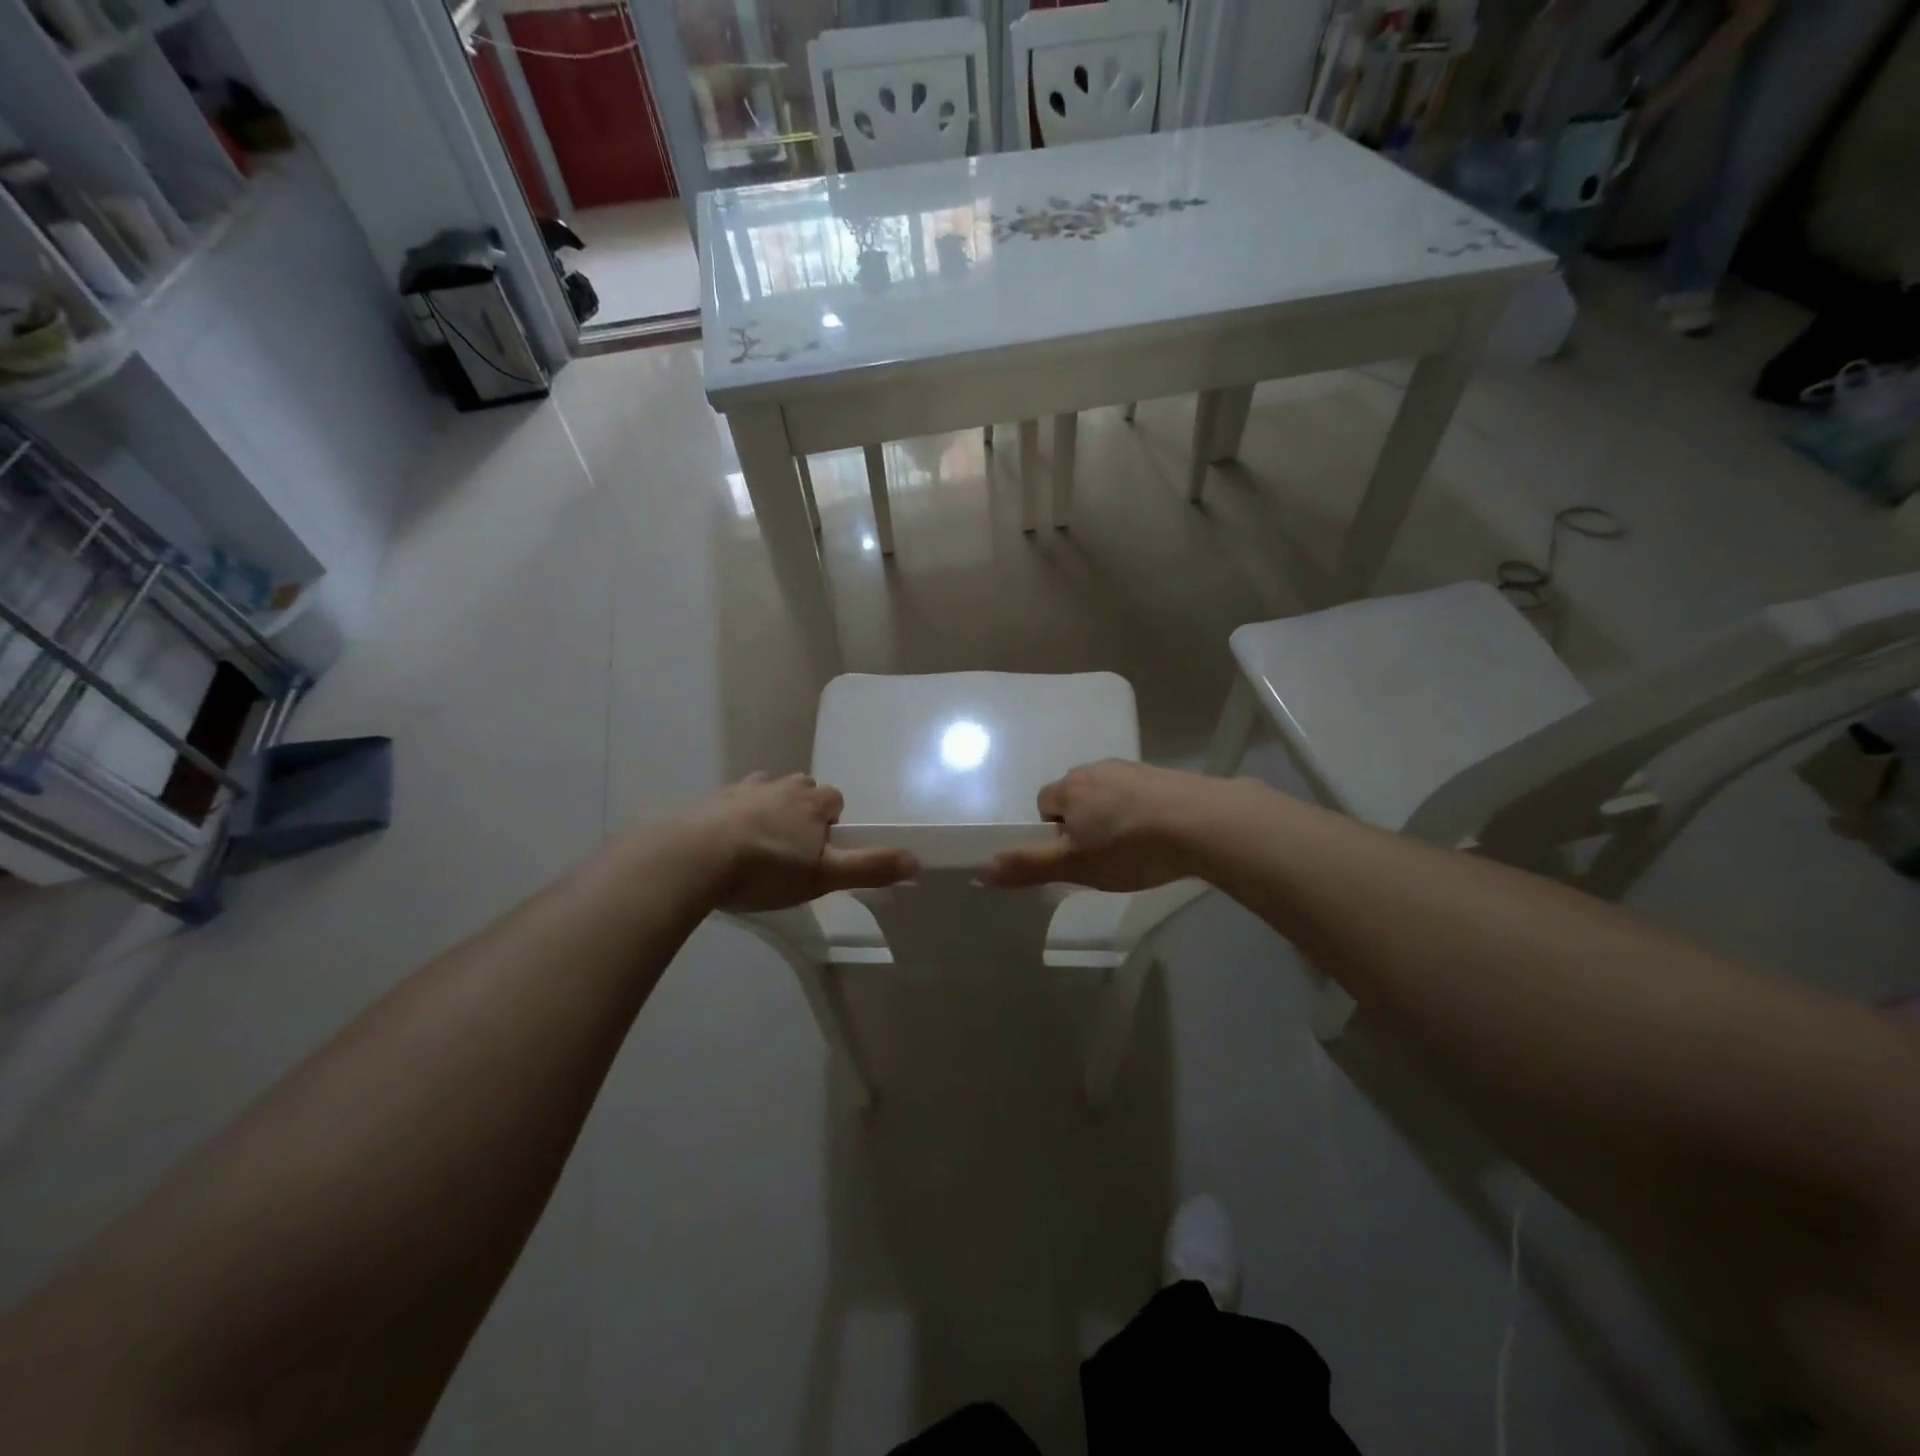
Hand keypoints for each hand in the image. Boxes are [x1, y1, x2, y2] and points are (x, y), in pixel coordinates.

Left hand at [682, 773, 916, 911]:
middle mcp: (780, 786)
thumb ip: (870, 867)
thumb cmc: (766, 868)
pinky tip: (724, 844)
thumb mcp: (824, 876)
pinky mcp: (709, 800)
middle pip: (801, 790)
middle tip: (791, 849)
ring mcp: (741, 789)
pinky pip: (730, 802)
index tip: (821, 850)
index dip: (832, 823)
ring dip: (767, 809)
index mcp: (810, 802)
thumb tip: (918, 859)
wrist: (693, 858)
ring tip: (758, 844)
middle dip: (801, 811)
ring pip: (765, 791)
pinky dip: (733, 816)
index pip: (835, 800)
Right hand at [981, 760, 1213, 891]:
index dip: (1053, 832)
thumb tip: (980, 870)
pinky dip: (1141, 812)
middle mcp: (1096, 769)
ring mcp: (1133, 769)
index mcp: (1070, 787)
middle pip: (1077, 796)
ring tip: (1136, 849)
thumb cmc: (1128, 847)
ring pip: (1109, 794)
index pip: (1044, 803)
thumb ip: (1028, 866)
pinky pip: (1139, 794)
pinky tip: (1160, 836)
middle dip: (1083, 822)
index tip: (1076, 856)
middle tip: (1104, 856)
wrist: (1201, 822)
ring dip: (1113, 816)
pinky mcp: (1164, 775)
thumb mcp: (1074, 866)